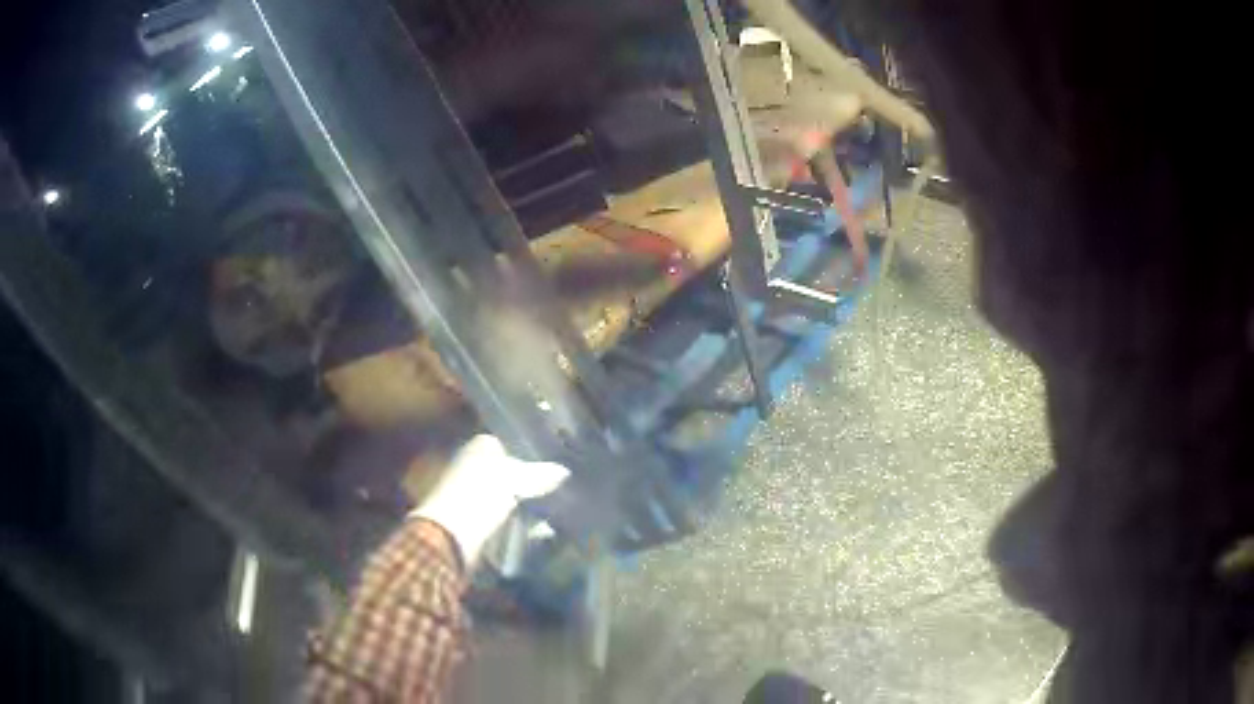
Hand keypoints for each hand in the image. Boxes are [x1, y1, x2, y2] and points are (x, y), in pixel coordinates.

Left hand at [410, 435, 568, 566]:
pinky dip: (517, 521)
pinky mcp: (473, 517)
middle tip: (558, 489)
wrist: (450, 533)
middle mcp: (473, 464)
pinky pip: (502, 516)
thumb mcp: (515, 479)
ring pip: (507, 495)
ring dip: (525, 504)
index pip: (510, 443)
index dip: (530, 454)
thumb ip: (541, 473)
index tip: (554, 466)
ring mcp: (471, 492)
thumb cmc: (480, 494)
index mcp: (480, 446)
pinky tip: (537, 529)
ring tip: (554, 511)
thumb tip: (565, 471)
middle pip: (509, 471)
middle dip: (530, 481)